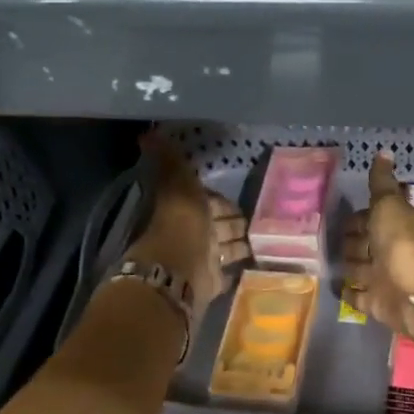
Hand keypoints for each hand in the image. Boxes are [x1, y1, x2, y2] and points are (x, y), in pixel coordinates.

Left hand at [125, 133, 247, 323]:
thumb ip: (169, 161)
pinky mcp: (215, 280)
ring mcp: (206, 257)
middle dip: (235, 221)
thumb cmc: (182, 223)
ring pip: (227, 247)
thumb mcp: (178, 185)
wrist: (180, 270)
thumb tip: (147, 133)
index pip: (210, 200)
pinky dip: (239, 265)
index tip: (243, 197)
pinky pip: (229, 270)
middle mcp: (196, 232)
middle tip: (262, 218)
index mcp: (188, 208)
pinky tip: (256, 259)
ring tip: (267, 238)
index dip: (222, 199)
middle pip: (220, 224)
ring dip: (240, 242)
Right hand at [340, 152, 413, 343]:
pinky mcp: (376, 304)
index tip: (334, 214)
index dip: (357, 216)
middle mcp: (388, 251)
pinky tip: (332, 287)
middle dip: (349, 241)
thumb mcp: (390, 207)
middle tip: (322, 241)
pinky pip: (358, 296)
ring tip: (321, 262)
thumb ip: (382, 183)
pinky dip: (348, 292)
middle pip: (364, 244)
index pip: (370, 218)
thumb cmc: (404, 245)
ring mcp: (382, 279)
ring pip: (359, 269)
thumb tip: (384, 151)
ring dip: (346, 265)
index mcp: (394, 226)